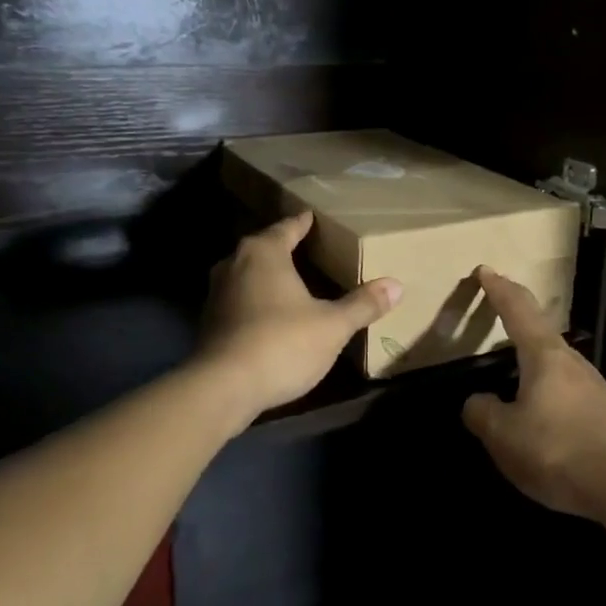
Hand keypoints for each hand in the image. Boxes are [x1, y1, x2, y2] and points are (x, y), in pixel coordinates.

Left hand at [198, 212, 401, 418]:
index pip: (288, 227)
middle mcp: (234, 264)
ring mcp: (216, 293)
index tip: (315, 218)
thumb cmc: (281, 344)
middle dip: (284, 247)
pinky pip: (239, 299)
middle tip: (310, 248)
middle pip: (264, 247)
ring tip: (293, 281)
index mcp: (264, 253)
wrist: (222, 388)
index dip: (304, 223)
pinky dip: (256, 300)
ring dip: (267, 276)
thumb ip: (362, 304)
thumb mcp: (332, 326)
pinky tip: (272, 314)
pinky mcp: (208, 322)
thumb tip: (396, 285)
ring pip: (247, 273)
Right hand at [461, 266, 605, 521]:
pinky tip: (539, 414)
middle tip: (497, 310)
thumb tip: (477, 402)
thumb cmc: (560, 450)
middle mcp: (571, 362)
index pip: (517, 310)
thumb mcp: (505, 437)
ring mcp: (593, 387)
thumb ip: (483, 414)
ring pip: (553, 362)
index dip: (498, 289)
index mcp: (544, 355)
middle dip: (516, 318)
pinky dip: (544, 388)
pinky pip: (564, 390)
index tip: (485, 270)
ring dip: (531, 358)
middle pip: (539, 330)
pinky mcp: (604, 413)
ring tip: (511, 370)